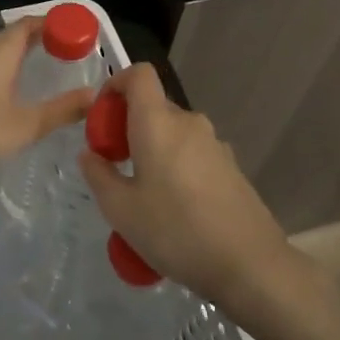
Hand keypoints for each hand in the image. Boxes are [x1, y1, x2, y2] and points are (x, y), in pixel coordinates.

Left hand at [0, 17, 94, 174]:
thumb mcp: (28, 123)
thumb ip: (63, 109)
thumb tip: (94, 95)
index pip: (28, 24)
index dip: (53, 23)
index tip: (76, 32)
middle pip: (13, 35)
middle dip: (41, 37)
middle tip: (67, 48)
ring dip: (22, 52)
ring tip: (46, 65)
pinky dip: (7, 67)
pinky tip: (14, 88)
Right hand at [78, 64, 307, 327]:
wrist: (249, 264)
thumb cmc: (175, 231)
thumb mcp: (121, 210)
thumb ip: (98, 175)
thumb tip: (90, 155)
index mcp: (158, 123)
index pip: (139, 75)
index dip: (116, 83)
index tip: (102, 116)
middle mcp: (189, 123)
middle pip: (153, 107)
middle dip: (129, 127)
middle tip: (115, 167)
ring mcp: (215, 144)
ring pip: (174, 134)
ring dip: (153, 151)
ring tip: (144, 196)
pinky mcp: (231, 168)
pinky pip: (193, 154)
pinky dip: (176, 167)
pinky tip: (175, 211)